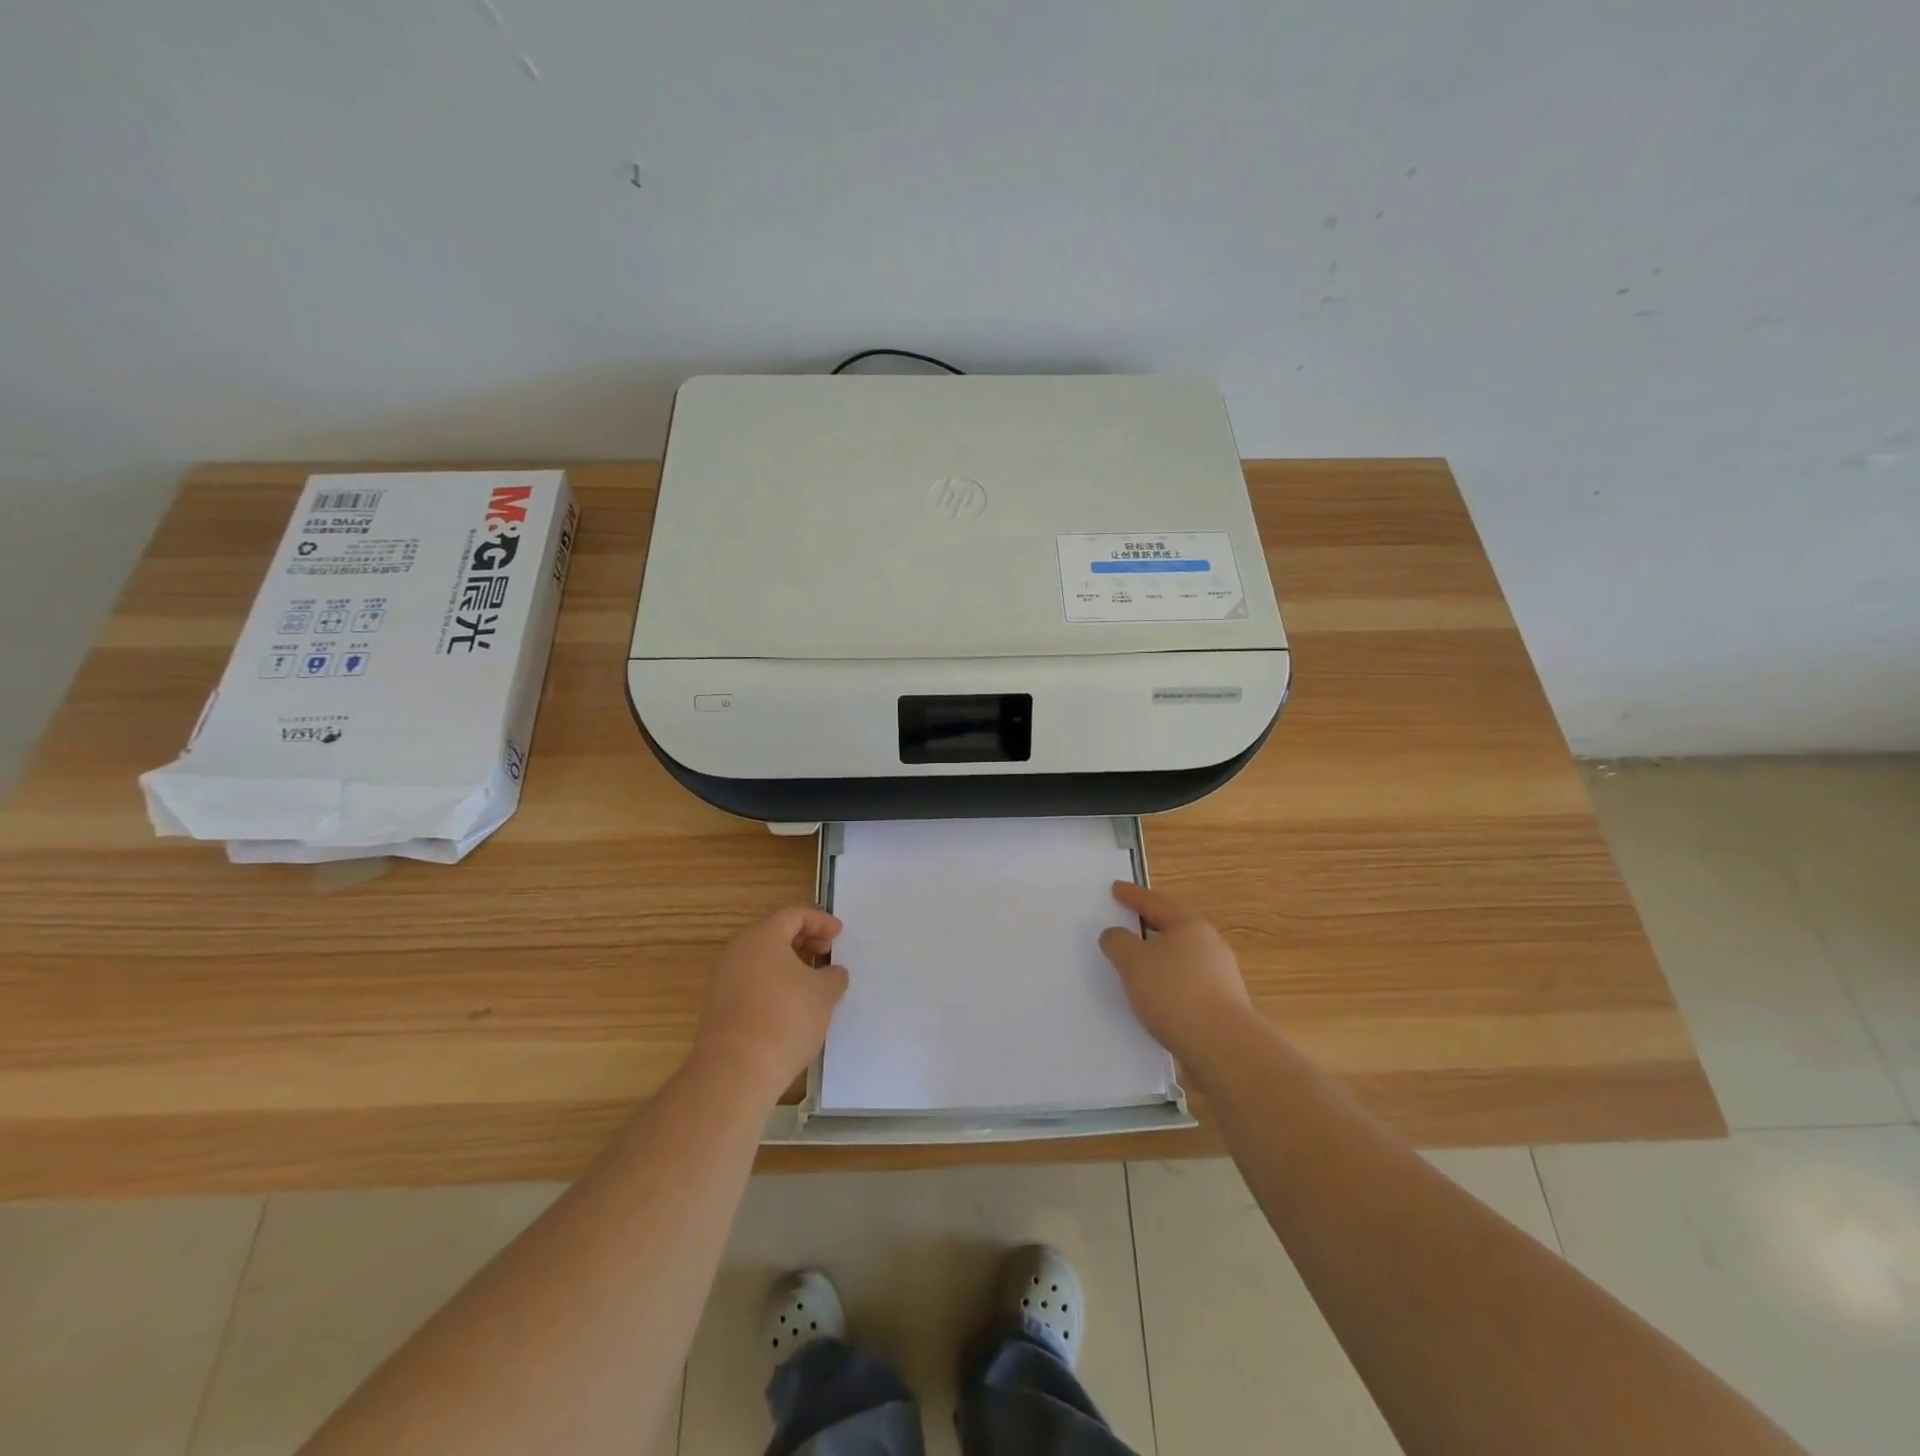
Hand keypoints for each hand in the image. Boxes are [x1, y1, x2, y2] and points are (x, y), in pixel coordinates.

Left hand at [693, 906, 848, 1099]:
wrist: (735, 1071)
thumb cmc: (785, 1020)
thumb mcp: (824, 994)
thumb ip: (833, 975)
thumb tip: (832, 972)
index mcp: (763, 936)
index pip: (794, 915)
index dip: (820, 921)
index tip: (839, 934)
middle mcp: (738, 950)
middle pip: (774, 932)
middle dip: (804, 939)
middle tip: (826, 952)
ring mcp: (723, 978)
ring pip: (761, 957)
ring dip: (788, 962)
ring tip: (811, 979)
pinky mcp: (718, 1005)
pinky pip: (751, 979)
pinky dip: (773, 981)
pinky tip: (790, 1003)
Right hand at [1099, 882, 1254, 1064]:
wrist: (1223, 1047)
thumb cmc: (1175, 993)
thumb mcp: (1133, 962)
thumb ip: (1118, 942)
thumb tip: (1115, 934)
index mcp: (1189, 925)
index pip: (1155, 902)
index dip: (1132, 895)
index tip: (1115, 889)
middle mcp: (1210, 945)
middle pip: (1172, 928)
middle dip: (1148, 926)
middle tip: (1125, 924)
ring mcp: (1220, 976)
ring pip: (1181, 958)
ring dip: (1158, 958)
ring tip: (1136, 966)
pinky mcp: (1222, 1004)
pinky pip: (1186, 983)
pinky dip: (1168, 983)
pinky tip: (1155, 998)